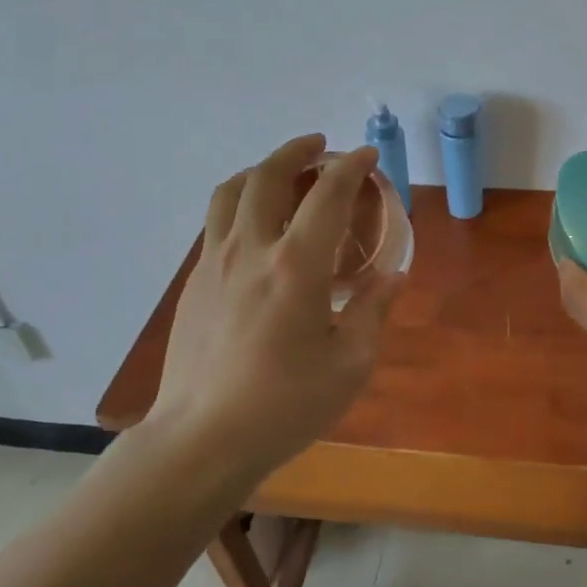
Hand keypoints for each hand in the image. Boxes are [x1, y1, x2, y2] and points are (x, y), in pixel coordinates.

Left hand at [152, 135, 403, 479]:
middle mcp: (251, 250)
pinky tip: (256, 228)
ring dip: (260, 169)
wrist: (201, 439)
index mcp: (296, 266)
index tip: (367, 156)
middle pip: (268, 176)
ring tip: (282, 172)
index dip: (351, 168)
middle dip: (298, 151)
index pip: (327, 195)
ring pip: (231, 192)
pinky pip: (216, 223)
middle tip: (320, 147)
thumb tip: (393, 277)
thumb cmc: (284, 405)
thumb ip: (372, 311)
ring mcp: (214, 263)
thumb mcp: (349, 363)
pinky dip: (240, 204)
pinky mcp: (194, 283)